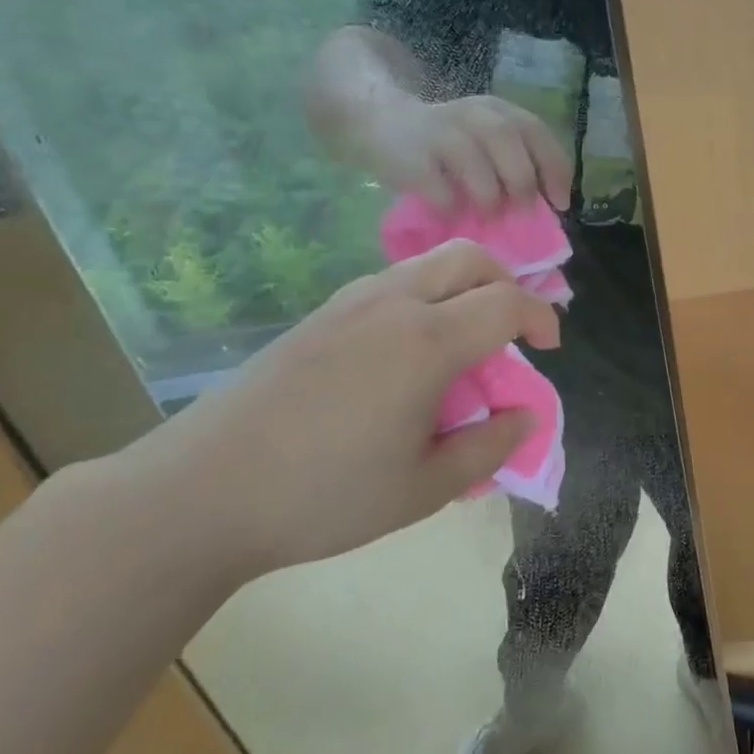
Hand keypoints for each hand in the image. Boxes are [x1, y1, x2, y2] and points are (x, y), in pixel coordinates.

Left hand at [102, 241, 560, 580]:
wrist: (203, 490)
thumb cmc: (325, 495)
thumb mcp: (424, 488)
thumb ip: (488, 448)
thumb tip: (525, 416)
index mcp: (427, 341)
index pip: (506, 302)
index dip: (541, 317)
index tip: (549, 347)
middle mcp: (393, 303)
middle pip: (469, 258)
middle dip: (506, 282)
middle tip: (512, 329)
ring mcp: (350, 302)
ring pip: (426, 265)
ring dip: (462, 288)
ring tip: (462, 345)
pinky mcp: (319, 315)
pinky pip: (390, 284)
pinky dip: (423, 298)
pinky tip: (408, 354)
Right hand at [362, 95, 573, 212]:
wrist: (378, 120)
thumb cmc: (444, 145)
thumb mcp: (482, 142)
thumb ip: (512, 164)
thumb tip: (544, 211)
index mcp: (497, 111)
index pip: (535, 130)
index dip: (553, 167)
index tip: (559, 203)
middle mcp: (470, 114)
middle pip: (506, 138)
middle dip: (522, 180)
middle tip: (524, 212)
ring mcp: (437, 132)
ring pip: (472, 159)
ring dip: (488, 194)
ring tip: (488, 216)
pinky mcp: (408, 156)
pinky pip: (436, 185)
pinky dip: (450, 205)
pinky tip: (453, 216)